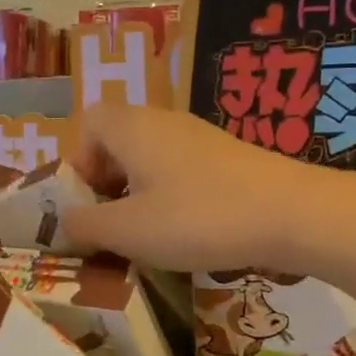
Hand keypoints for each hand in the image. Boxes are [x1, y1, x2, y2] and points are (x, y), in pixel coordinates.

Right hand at [60, 104, 320, 272]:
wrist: (291, 213)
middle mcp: (162, 121)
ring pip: (149, 157)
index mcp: (131, 127)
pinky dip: (170, 194)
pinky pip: (179, 168)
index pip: (87, 123)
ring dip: (138, 193)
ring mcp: (198, 136)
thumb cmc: (197, 217)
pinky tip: (187, 229)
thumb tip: (64, 222)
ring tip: (148, 234)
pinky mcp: (225, 156)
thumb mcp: (128, 231)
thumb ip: (85, 226)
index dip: (78, 162)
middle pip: (117, 141)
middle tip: (114, 223)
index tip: (90, 203)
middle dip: (107, 183)